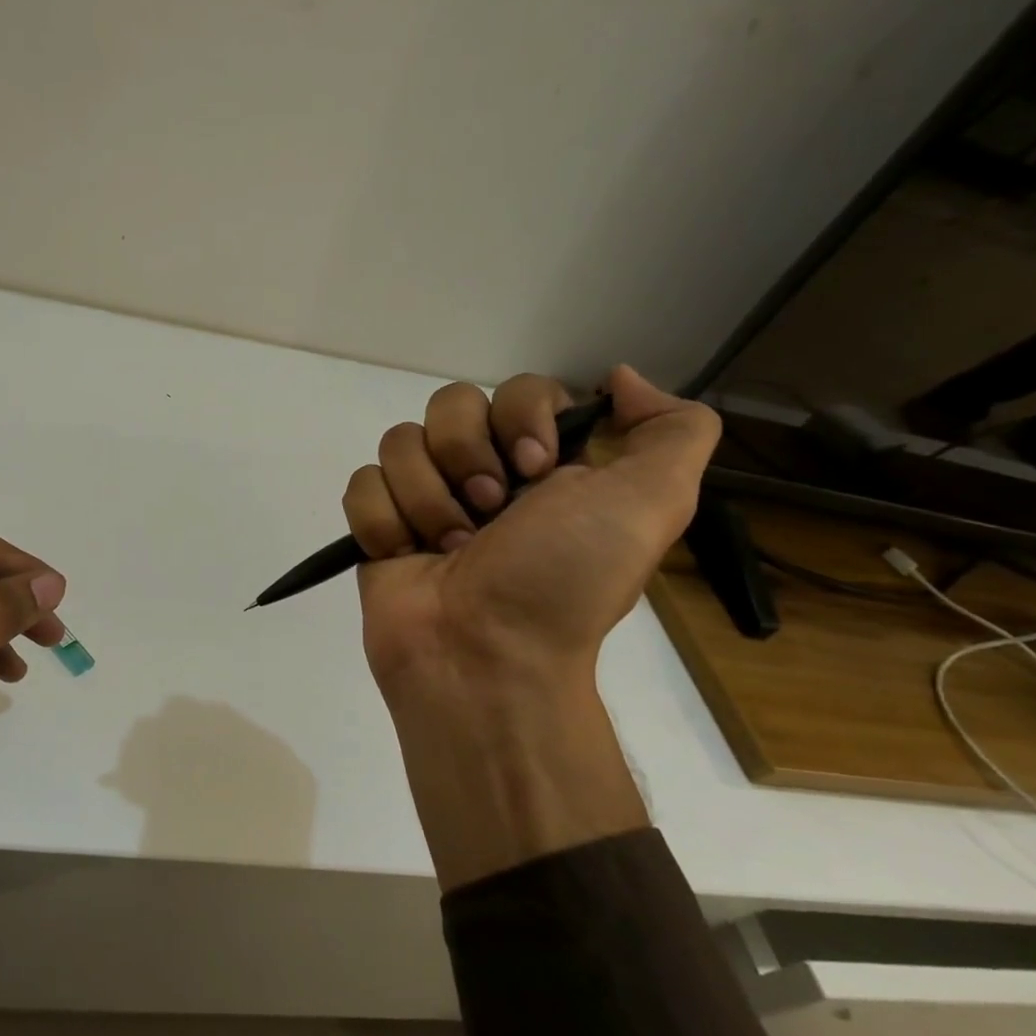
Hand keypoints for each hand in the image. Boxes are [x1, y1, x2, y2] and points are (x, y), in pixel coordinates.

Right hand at [344, 366, 717, 691]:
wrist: (485, 657)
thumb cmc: (563, 581)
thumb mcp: (652, 503)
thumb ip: (673, 430)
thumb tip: (618, 378)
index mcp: (543, 463)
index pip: (517, 389)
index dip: (520, 417)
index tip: (535, 470)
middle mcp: (483, 473)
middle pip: (449, 405)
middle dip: (467, 458)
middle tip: (489, 514)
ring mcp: (425, 499)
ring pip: (399, 442)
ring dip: (427, 498)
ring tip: (448, 549)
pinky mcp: (379, 526)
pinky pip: (362, 484)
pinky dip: (384, 521)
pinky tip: (406, 555)